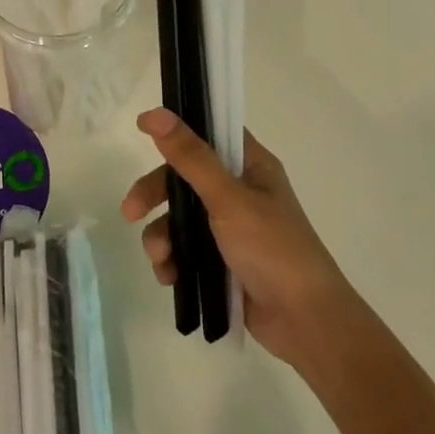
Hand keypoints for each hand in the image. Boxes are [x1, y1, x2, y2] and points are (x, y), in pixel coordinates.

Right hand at [122, 108, 358, 366]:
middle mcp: (240, 191)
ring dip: (162, 236)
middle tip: (130, 212)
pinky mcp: (222, 261)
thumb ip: (190, 157)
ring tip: (161, 260)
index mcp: (251, 166)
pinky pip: (185, 251)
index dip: (179, 128)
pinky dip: (173, 261)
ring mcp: (231, 228)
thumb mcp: (228, 198)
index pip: (210, 132)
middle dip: (154, 194)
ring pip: (179, 218)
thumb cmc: (272, 248)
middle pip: (184, 178)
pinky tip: (170, 278)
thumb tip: (156, 113)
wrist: (304, 321)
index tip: (143, 129)